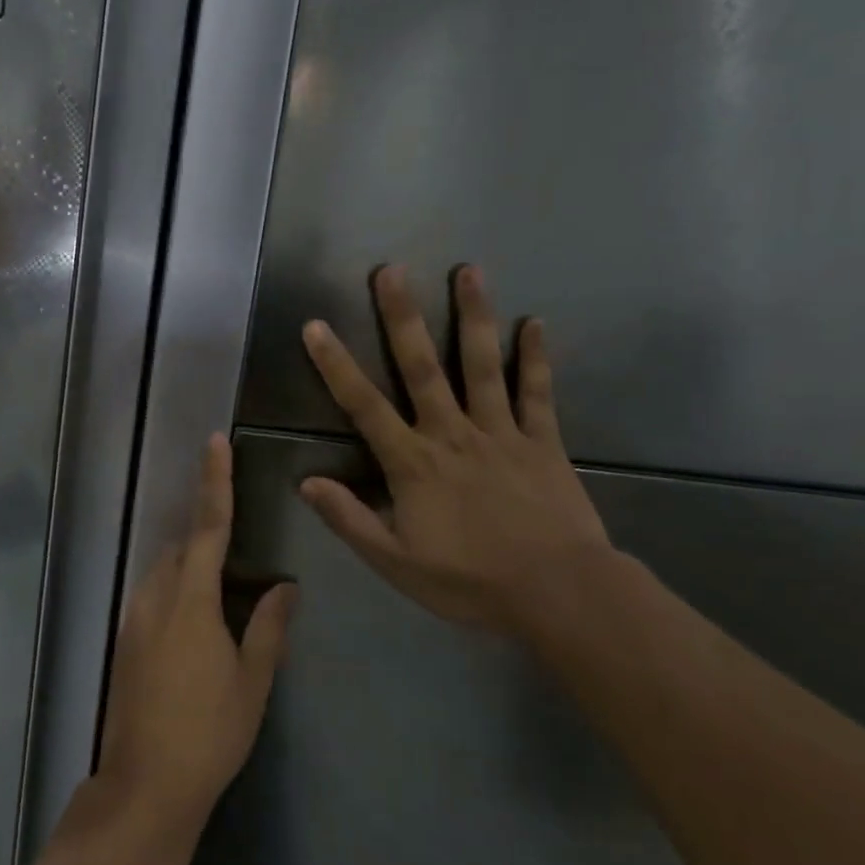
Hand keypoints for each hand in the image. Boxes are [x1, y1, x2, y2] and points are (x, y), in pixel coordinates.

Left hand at [96, 434, 297, 833]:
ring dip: (188, 567)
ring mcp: (133, 620)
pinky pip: (151, 597)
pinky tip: (192, 627)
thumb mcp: (253, 681)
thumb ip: (270, 627)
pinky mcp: (123, 642)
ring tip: (220, 594)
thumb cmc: (209, 732)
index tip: (215, 442)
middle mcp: (155, 598)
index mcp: (191, 600)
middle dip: (204, 536)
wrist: (147, 784)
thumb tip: (287, 586)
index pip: (207, 527)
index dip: (214, 482)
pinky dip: (173, 592)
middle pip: (179, 548)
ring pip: (161, 572)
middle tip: (236, 553)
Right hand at [299, 265, 610, 633]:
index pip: (364, 405)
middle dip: (403, 317)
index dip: (336, 365)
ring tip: (468, 271)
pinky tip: (536, 323)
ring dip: (473, 317)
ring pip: (482, 365)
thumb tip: (306, 482)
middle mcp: (452, 434)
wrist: (559, 594)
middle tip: (391, 270)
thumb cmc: (470, 581)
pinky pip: (537, 393)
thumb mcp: (395, 562)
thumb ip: (349, 519)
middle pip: (422, 367)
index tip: (316, 325)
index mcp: (413, 463)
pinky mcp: (542, 441)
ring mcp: (501, 432)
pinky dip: (536, 358)